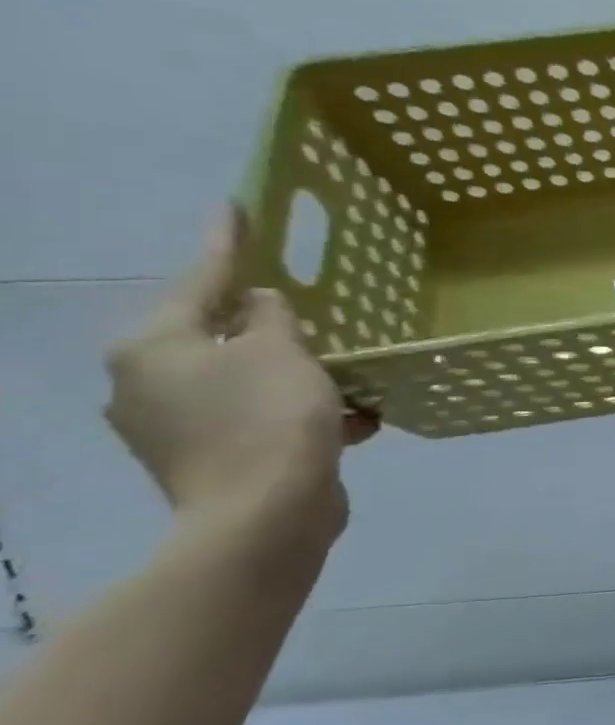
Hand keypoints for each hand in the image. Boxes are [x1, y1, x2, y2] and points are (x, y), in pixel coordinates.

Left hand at [105, 209, 376, 545]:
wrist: (265, 516)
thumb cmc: (270, 419)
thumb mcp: (283, 351)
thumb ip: (274, 316)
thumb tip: (263, 304)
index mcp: (155, 346)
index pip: (199, 279)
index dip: (227, 243)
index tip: (237, 208)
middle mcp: (148, 382)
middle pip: (219, 336)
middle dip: (270, 325)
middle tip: (310, 308)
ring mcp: (176, 427)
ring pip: (245, 380)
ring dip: (297, 375)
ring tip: (349, 374)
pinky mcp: (211, 459)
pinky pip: (260, 419)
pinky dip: (303, 414)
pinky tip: (355, 420)